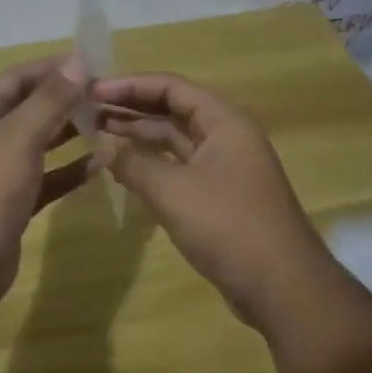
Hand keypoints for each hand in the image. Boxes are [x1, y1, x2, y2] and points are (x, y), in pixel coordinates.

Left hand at [0, 54, 91, 313]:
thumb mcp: (20, 135)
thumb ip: (50, 99)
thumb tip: (77, 60)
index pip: (19, 77)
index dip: (53, 67)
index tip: (93, 63)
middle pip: (29, 108)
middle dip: (65, 100)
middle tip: (108, 96)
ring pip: (38, 144)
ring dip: (70, 134)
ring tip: (109, 125)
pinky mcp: (10, 205)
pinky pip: (45, 179)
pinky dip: (69, 171)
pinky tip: (100, 166)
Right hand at [91, 73, 326, 330]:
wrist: (283, 288)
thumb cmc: (229, 226)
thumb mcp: (173, 191)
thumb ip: (134, 163)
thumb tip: (102, 146)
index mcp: (224, 121)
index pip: (171, 87)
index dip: (130, 85)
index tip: (93, 91)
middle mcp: (226, 136)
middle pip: (173, 109)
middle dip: (131, 108)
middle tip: (88, 111)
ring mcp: (224, 166)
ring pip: (175, 139)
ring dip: (139, 136)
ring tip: (97, 134)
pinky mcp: (219, 195)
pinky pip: (179, 166)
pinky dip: (151, 163)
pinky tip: (122, 168)